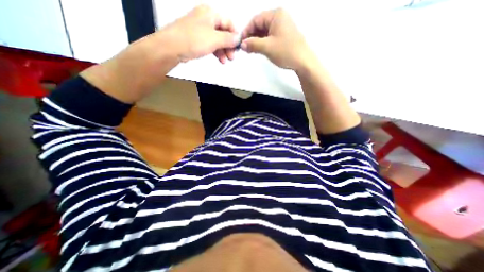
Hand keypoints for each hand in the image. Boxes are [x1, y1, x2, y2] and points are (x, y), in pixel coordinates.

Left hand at [80, 5, 239, 104]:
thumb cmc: (194, 40)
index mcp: (210, 13)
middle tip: (232, 57)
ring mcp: (201, 29)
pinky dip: (216, 52)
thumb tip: (238, 38)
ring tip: (226, 61)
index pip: (229, 22)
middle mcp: (206, 19)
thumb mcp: (214, 39)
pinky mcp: (197, 39)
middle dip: (229, 45)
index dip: (235, 35)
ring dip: (223, 51)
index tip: (238, 47)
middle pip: (223, 32)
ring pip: (217, 40)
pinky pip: (210, 44)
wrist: (172, 47)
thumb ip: (228, 39)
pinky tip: (219, 59)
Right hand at [241, 9, 313, 70]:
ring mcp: (282, 27)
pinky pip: (269, 37)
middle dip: (251, 36)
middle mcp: (279, 18)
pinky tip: (258, 50)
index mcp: (276, 15)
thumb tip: (242, 44)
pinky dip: (262, 43)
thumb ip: (253, 44)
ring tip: (250, 50)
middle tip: (245, 48)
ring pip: (264, 32)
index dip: (246, 31)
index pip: (256, 20)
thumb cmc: (286, 51)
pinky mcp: (283, 36)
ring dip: (256, 41)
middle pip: (260, 25)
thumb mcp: (267, 47)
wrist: (303, 61)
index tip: (240, 42)